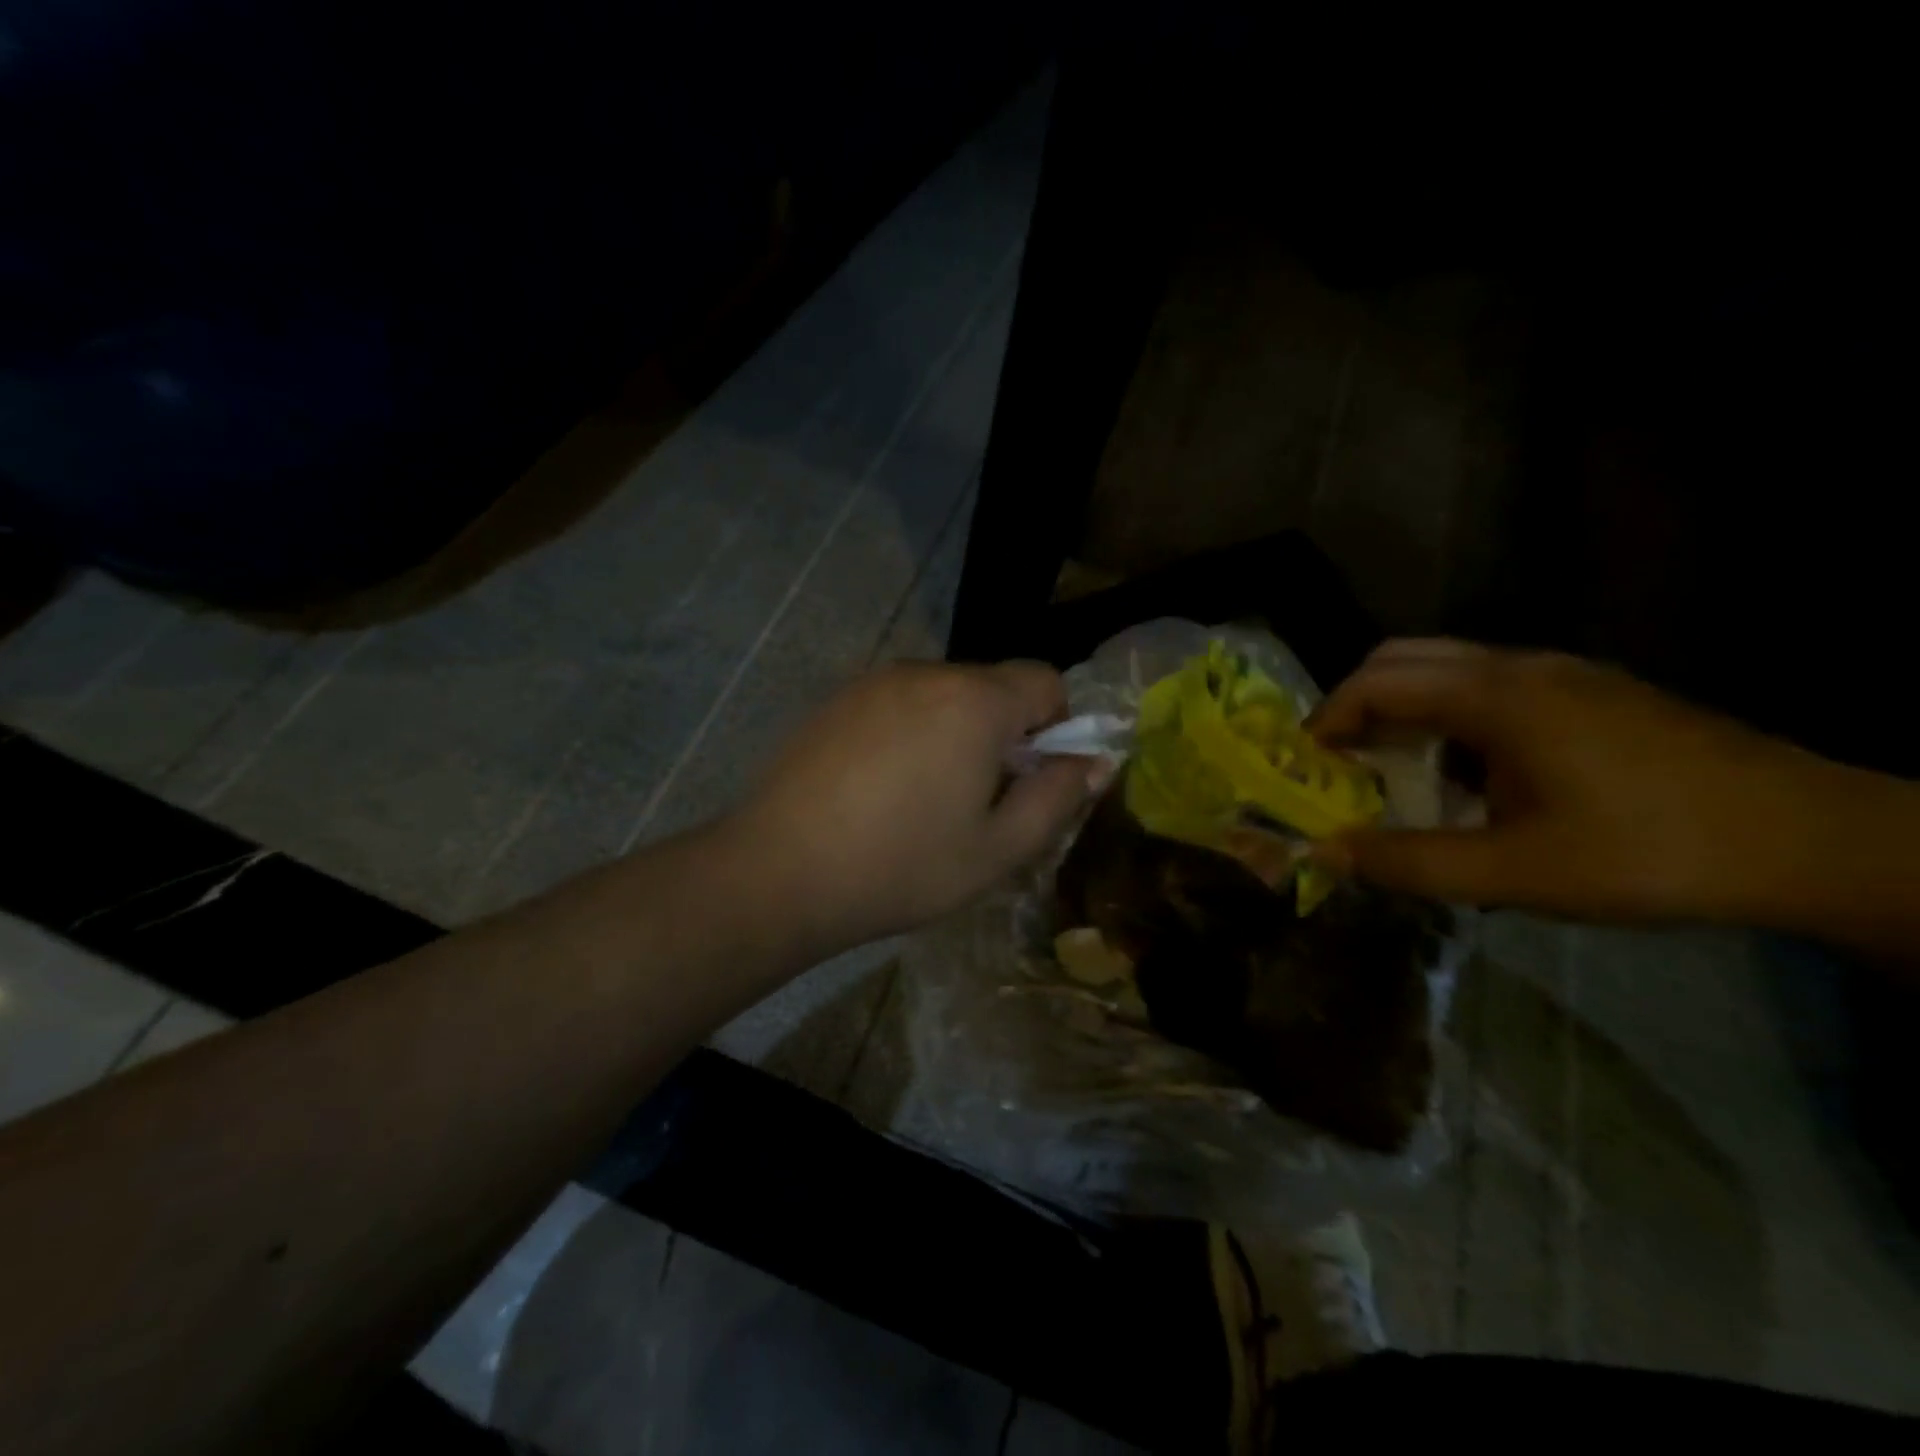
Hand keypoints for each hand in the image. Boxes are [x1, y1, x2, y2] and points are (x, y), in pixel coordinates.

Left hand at [733, 661, 1108, 950]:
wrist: (779, 872)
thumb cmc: (902, 866)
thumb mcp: (998, 849)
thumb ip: (1057, 797)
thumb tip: (1095, 762)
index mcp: (975, 701)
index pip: (1045, 680)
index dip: (1056, 727)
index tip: (1032, 779)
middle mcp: (926, 673)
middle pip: (993, 686)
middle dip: (1004, 732)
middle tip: (979, 801)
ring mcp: (874, 681)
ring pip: (943, 695)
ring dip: (955, 732)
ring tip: (924, 798)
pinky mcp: (836, 699)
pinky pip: (898, 703)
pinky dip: (910, 732)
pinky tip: (880, 788)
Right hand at [1308, 639, 1841, 921]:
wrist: (1812, 840)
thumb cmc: (1649, 852)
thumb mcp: (1516, 872)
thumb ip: (1410, 861)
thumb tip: (1325, 851)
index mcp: (1496, 696)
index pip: (1375, 683)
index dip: (1326, 720)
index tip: (1306, 766)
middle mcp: (1520, 665)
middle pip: (1402, 658)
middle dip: (1356, 704)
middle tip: (1342, 762)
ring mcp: (1561, 672)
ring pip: (1446, 667)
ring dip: (1403, 709)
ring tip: (1399, 771)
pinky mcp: (1590, 690)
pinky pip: (1488, 683)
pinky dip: (1447, 714)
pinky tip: (1470, 773)